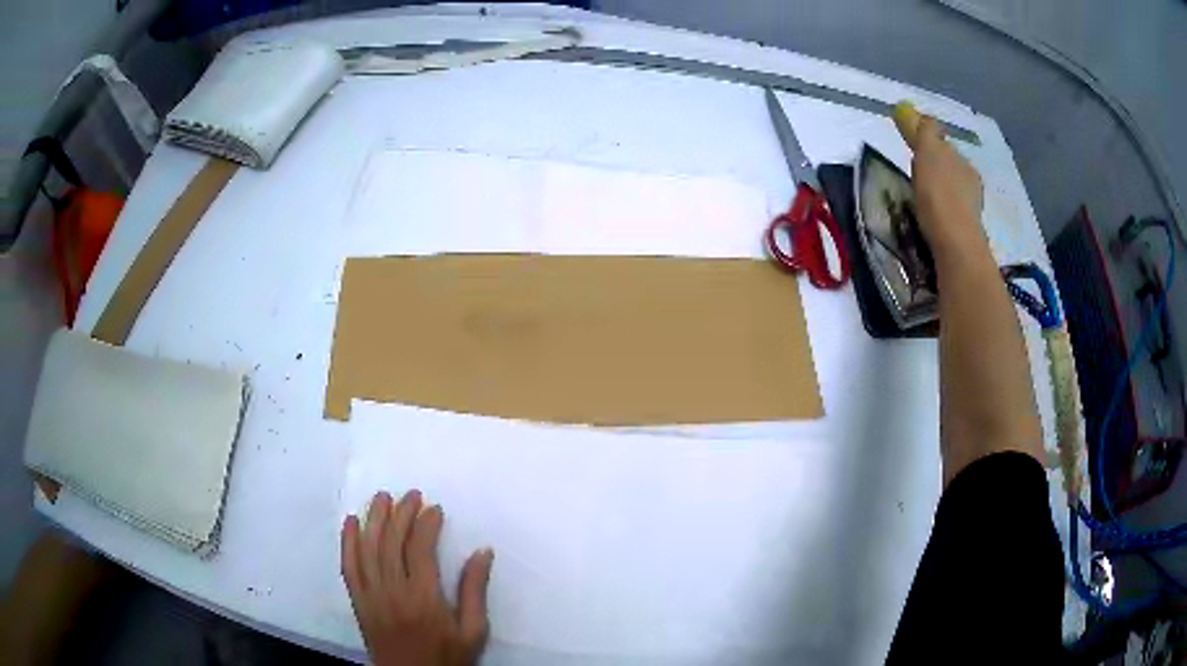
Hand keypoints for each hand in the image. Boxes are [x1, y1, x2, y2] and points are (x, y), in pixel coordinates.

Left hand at [341, 490, 494, 665]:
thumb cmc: (447, 657)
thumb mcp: (473, 631)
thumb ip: (474, 591)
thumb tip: (483, 551)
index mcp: (424, 598)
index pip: (420, 549)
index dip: (426, 524)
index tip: (435, 508)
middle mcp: (393, 591)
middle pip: (391, 543)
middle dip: (401, 514)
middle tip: (412, 495)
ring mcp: (371, 595)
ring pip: (368, 548)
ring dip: (374, 519)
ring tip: (382, 497)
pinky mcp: (358, 601)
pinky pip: (348, 566)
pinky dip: (347, 541)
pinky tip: (351, 522)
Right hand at [894, 106, 987, 257]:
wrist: (956, 246)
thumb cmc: (940, 195)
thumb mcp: (928, 154)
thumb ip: (923, 132)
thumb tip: (911, 109)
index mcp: (964, 163)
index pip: (944, 148)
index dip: (928, 146)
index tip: (912, 150)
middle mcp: (972, 184)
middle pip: (950, 171)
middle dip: (936, 170)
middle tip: (916, 177)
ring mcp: (972, 212)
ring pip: (953, 194)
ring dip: (940, 194)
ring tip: (922, 201)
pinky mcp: (966, 235)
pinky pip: (952, 216)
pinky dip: (943, 214)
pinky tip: (933, 222)